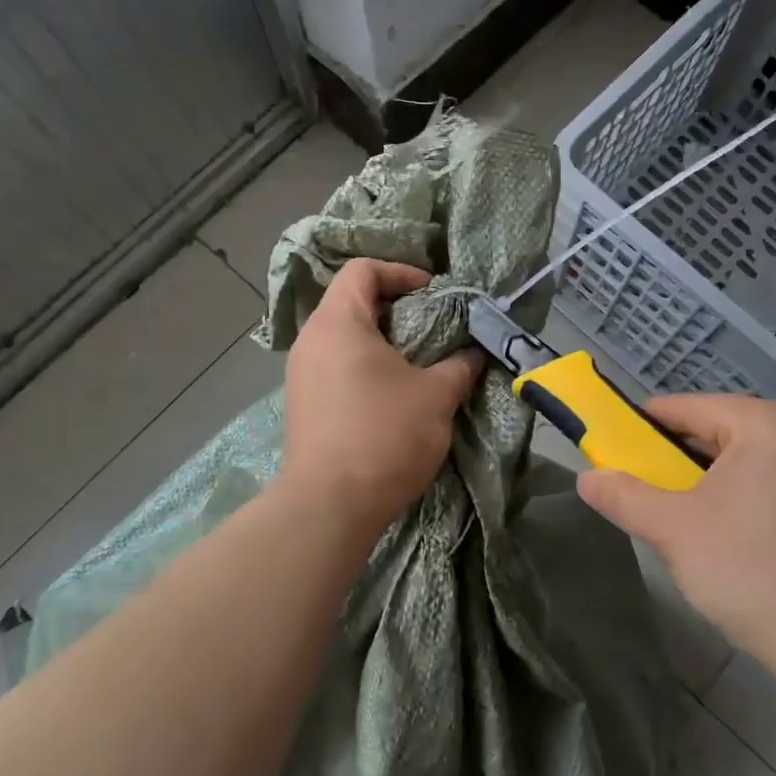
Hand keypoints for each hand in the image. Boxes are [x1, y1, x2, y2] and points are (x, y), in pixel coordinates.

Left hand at [278, 259, 480, 538]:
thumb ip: (459, 366)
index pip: (362, 269)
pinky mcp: (303, 404)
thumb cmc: (384, 435)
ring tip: (417, 365)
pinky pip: (335, 368)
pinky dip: (364, 368)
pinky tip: (391, 396)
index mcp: (338, 322)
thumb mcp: (435, 396)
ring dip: (382, 343)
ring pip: (344, 339)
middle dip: (397, 310)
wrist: (330, 505)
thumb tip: (474, 354)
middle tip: (433, 331)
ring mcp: (301, 374)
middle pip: (352, 303)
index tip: (433, 294)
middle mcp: (311, 340)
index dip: (401, 271)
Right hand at [577, 395, 775, 689]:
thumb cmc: (752, 576)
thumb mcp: (673, 531)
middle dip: (695, 458)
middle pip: (735, 431)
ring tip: (717, 523)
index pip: (692, 408)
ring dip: (739, 478)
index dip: (650, 427)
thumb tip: (586, 478)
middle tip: (668, 496)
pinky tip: (772, 541)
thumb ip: (624, 496)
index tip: (624, 449)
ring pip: (773, 458)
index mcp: (771, 423)